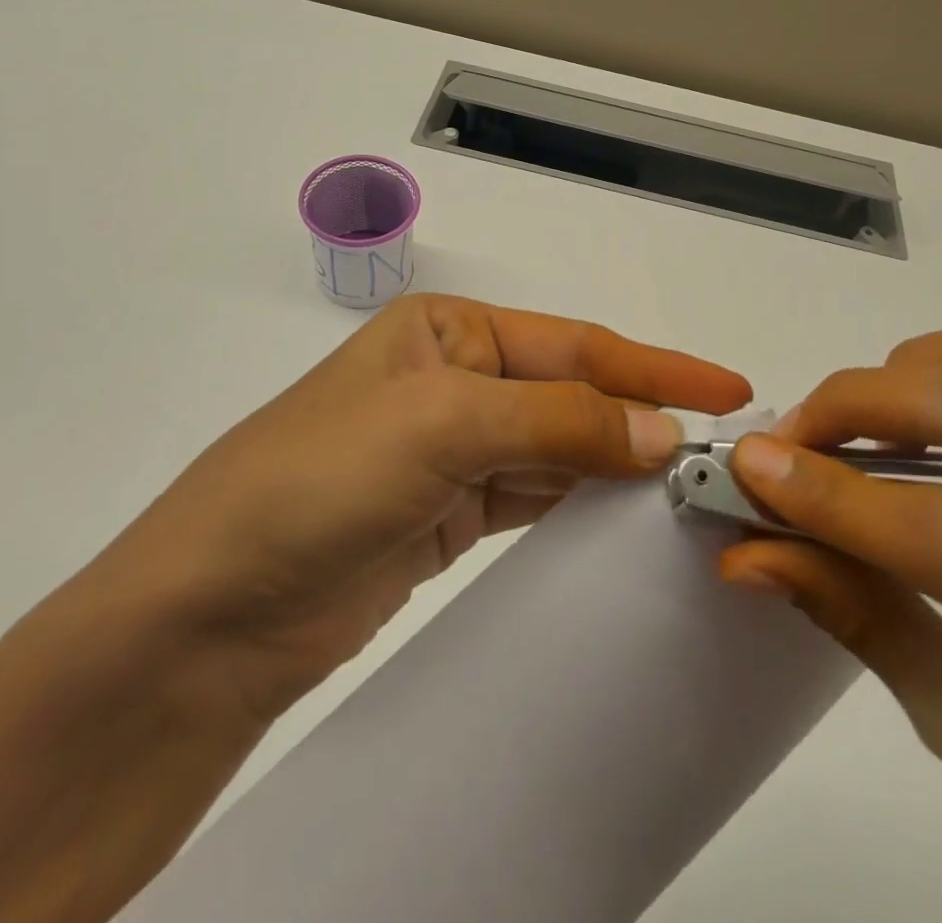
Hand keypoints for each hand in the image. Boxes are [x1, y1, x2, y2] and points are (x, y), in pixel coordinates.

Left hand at [104, 293, 750, 722]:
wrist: (213, 609)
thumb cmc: (320, 479)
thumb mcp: (441, 425)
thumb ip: (557, 422)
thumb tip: (660, 432)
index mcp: (448, 332)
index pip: (572, 345)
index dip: (652, 367)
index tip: (728, 388)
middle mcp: (454, 380)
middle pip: (569, 393)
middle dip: (641, 415)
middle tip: (721, 448)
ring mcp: (451, 449)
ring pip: (557, 446)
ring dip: (616, 462)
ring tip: (688, 483)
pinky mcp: (447, 513)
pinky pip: (533, 495)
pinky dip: (579, 501)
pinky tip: (623, 514)